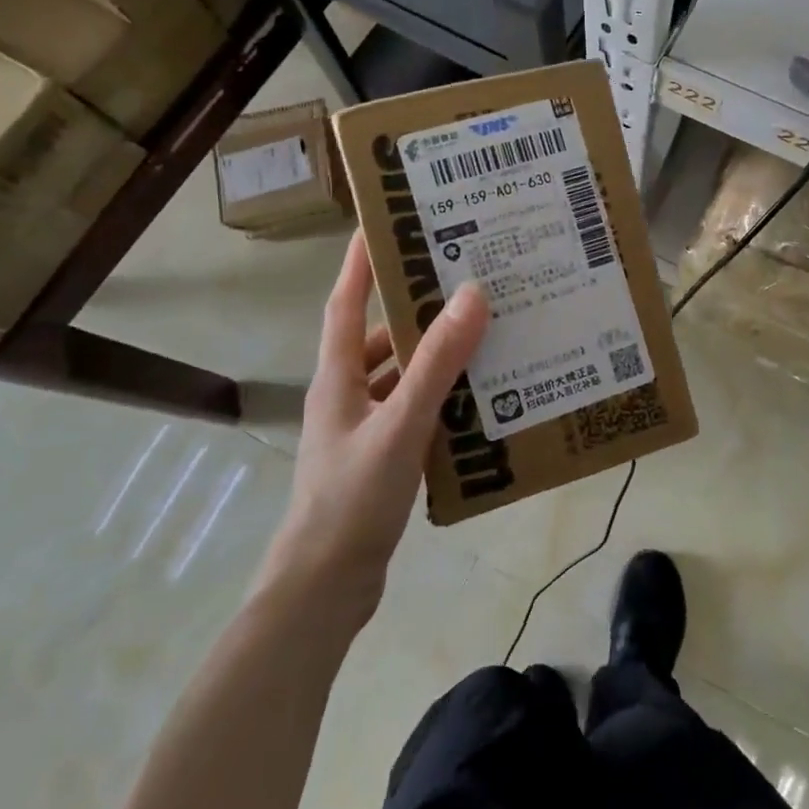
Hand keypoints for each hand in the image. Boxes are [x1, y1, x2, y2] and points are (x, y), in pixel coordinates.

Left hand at [257, 231, 488, 616]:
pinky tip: (479, 399)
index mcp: (339, 376)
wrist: (325, 586)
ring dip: (435, 356)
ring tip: (484, 335)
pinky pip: (415, 410)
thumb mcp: (401, 423)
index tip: (381, 222)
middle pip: (380, 337)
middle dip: (415, 307)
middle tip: (462, 280)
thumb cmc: (352, 498)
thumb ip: (437, 362)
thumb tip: (471, 294)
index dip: (358, 262)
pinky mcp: (381, 456)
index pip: (345, 303)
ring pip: (402, 375)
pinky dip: (442, 398)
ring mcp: (363, 428)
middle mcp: (348, 394)